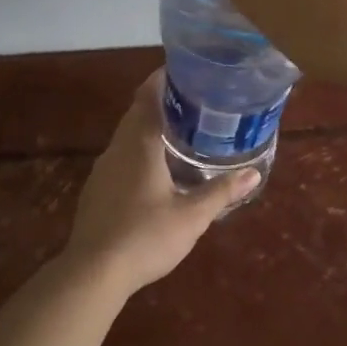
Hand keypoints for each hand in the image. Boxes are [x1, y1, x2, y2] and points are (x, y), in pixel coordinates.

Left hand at [65, 72, 258, 292]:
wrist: (92, 273)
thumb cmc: (145, 236)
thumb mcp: (192, 216)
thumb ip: (222, 192)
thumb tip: (254, 174)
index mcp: (140, 144)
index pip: (148, 96)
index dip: (163, 79)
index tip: (185, 72)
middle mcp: (117, 148)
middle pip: (137, 113)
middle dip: (161, 103)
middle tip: (193, 103)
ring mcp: (103, 170)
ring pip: (127, 137)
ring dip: (149, 128)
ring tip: (180, 134)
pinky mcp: (96, 191)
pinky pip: (120, 157)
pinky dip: (138, 151)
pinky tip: (155, 171)